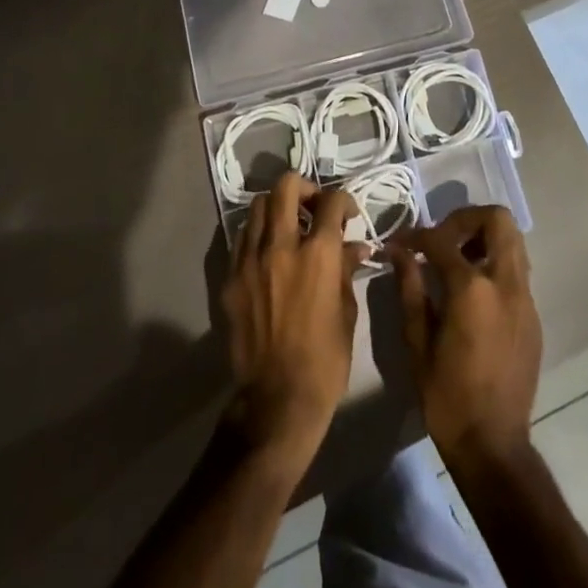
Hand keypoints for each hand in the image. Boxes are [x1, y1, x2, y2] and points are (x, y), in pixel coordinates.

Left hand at [221, 173, 365, 472]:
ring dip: (277, 207)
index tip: (347, 214)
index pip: (332, 202)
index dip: (344, 201)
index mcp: (319, 255)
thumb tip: (355, 247)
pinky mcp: (231, 278)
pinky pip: (242, 238)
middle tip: (314, 207)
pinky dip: (258, 233)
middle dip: (305, 188)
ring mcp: (251, 260)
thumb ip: (347, 270)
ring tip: (289, 226)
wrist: (277, 399)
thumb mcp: (347, 311)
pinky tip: (269, 251)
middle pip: (286, 187)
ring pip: (258, 206)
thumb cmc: (326, 359)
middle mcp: (282, 246)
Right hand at [390, 206, 541, 467]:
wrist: (493, 444)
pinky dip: (495, 263)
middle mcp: (506, 283)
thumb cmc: (446, 396)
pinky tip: (472, 291)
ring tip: (456, 260)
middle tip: (441, 238)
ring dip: (484, 238)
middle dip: (466, 219)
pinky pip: (517, 270)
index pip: (442, 240)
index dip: (416, 236)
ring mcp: (525, 299)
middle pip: (497, 220)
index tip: (400, 243)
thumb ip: (410, 287)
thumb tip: (399, 252)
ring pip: (513, 241)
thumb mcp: (417, 341)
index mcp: (472, 289)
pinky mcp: (533, 316)